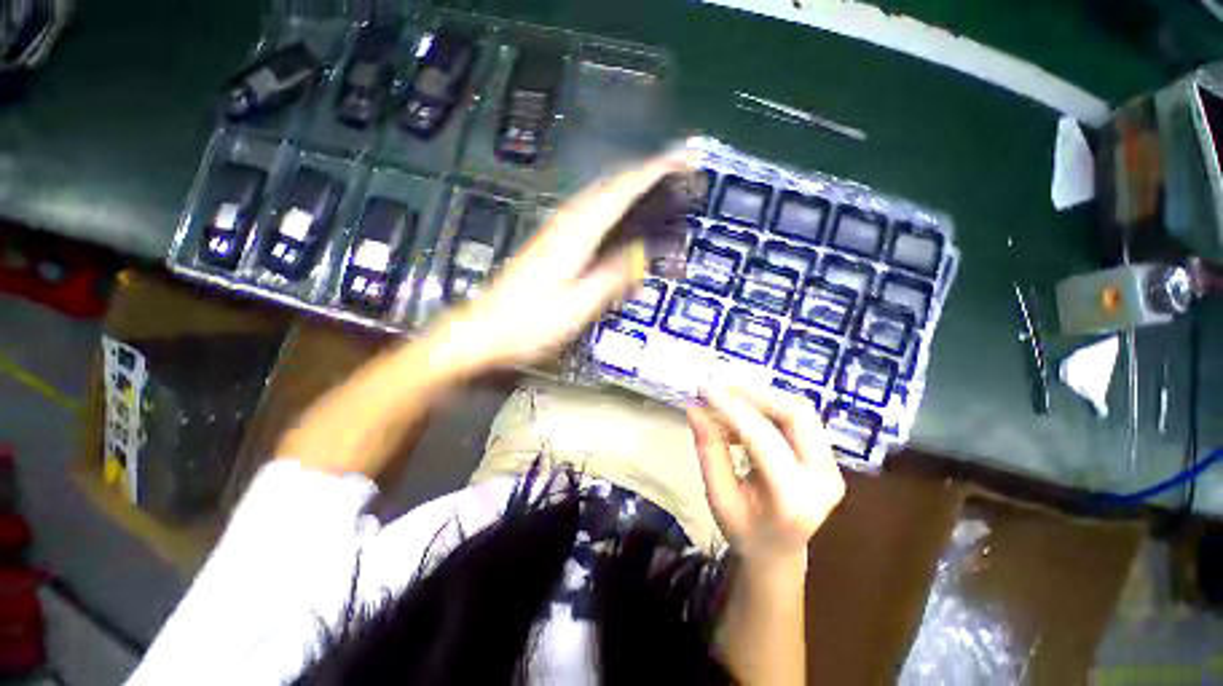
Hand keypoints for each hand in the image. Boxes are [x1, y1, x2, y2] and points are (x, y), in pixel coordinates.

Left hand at [427, 152, 696, 371]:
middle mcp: (564, 224)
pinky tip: (619, 215)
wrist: (483, 332)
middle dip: (644, 173)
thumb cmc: (529, 324)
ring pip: (598, 197)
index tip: (682, 159)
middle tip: (676, 170)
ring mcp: (555, 232)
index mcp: (574, 235)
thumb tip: (641, 255)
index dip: (653, 172)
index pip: (620, 192)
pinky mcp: (551, 244)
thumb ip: (610, 279)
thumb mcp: (575, 308)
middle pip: (609, 186)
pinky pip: (589, 214)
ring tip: (657, 185)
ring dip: (628, 186)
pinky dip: (611, 206)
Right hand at [687, 384, 845, 573]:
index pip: (763, 438)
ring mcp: (832, 466)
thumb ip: (708, 451)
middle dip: (754, 394)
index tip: (704, 389)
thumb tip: (694, 408)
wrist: (778, 551)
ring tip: (728, 400)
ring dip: (762, 398)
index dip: (731, 408)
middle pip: (796, 414)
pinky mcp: (827, 456)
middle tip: (720, 388)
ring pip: (800, 410)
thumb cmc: (744, 531)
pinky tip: (741, 416)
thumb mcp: (718, 497)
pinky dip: (767, 408)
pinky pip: (798, 417)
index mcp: (794, 499)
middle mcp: (824, 478)